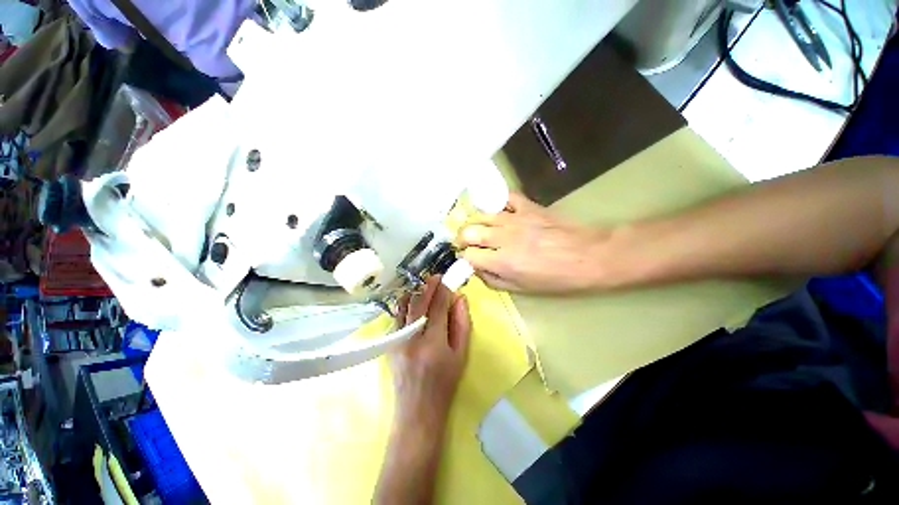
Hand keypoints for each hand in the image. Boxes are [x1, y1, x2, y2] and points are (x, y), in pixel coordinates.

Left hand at [391, 277, 471, 426]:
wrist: (417, 411)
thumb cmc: (445, 384)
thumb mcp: (461, 355)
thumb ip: (461, 324)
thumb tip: (460, 298)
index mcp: (432, 343)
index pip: (437, 307)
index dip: (442, 289)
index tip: (447, 278)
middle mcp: (411, 338)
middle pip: (418, 303)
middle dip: (427, 286)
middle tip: (436, 277)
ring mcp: (396, 340)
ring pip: (403, 306)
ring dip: (415, 293)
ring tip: (425, 286)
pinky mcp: (389, 343)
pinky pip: (397, 316)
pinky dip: (406, 304)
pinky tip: (414, 302)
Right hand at [457, 193, 609, 292]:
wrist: (589, 256)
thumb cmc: (556, 279)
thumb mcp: (522, 289)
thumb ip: (493, 280)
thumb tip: (477, 268)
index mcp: (503, 262)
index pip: (468, 255)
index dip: (465, 258)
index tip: (469, 259)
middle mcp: (503, 237)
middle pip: (468, 231)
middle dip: (462, 238)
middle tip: (466, 243)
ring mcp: (515, 218)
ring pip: (481, 215)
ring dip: (474, 223)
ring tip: (478, 229)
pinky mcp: (528, 206)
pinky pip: (505, 198)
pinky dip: (497, 204)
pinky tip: (498, 213)